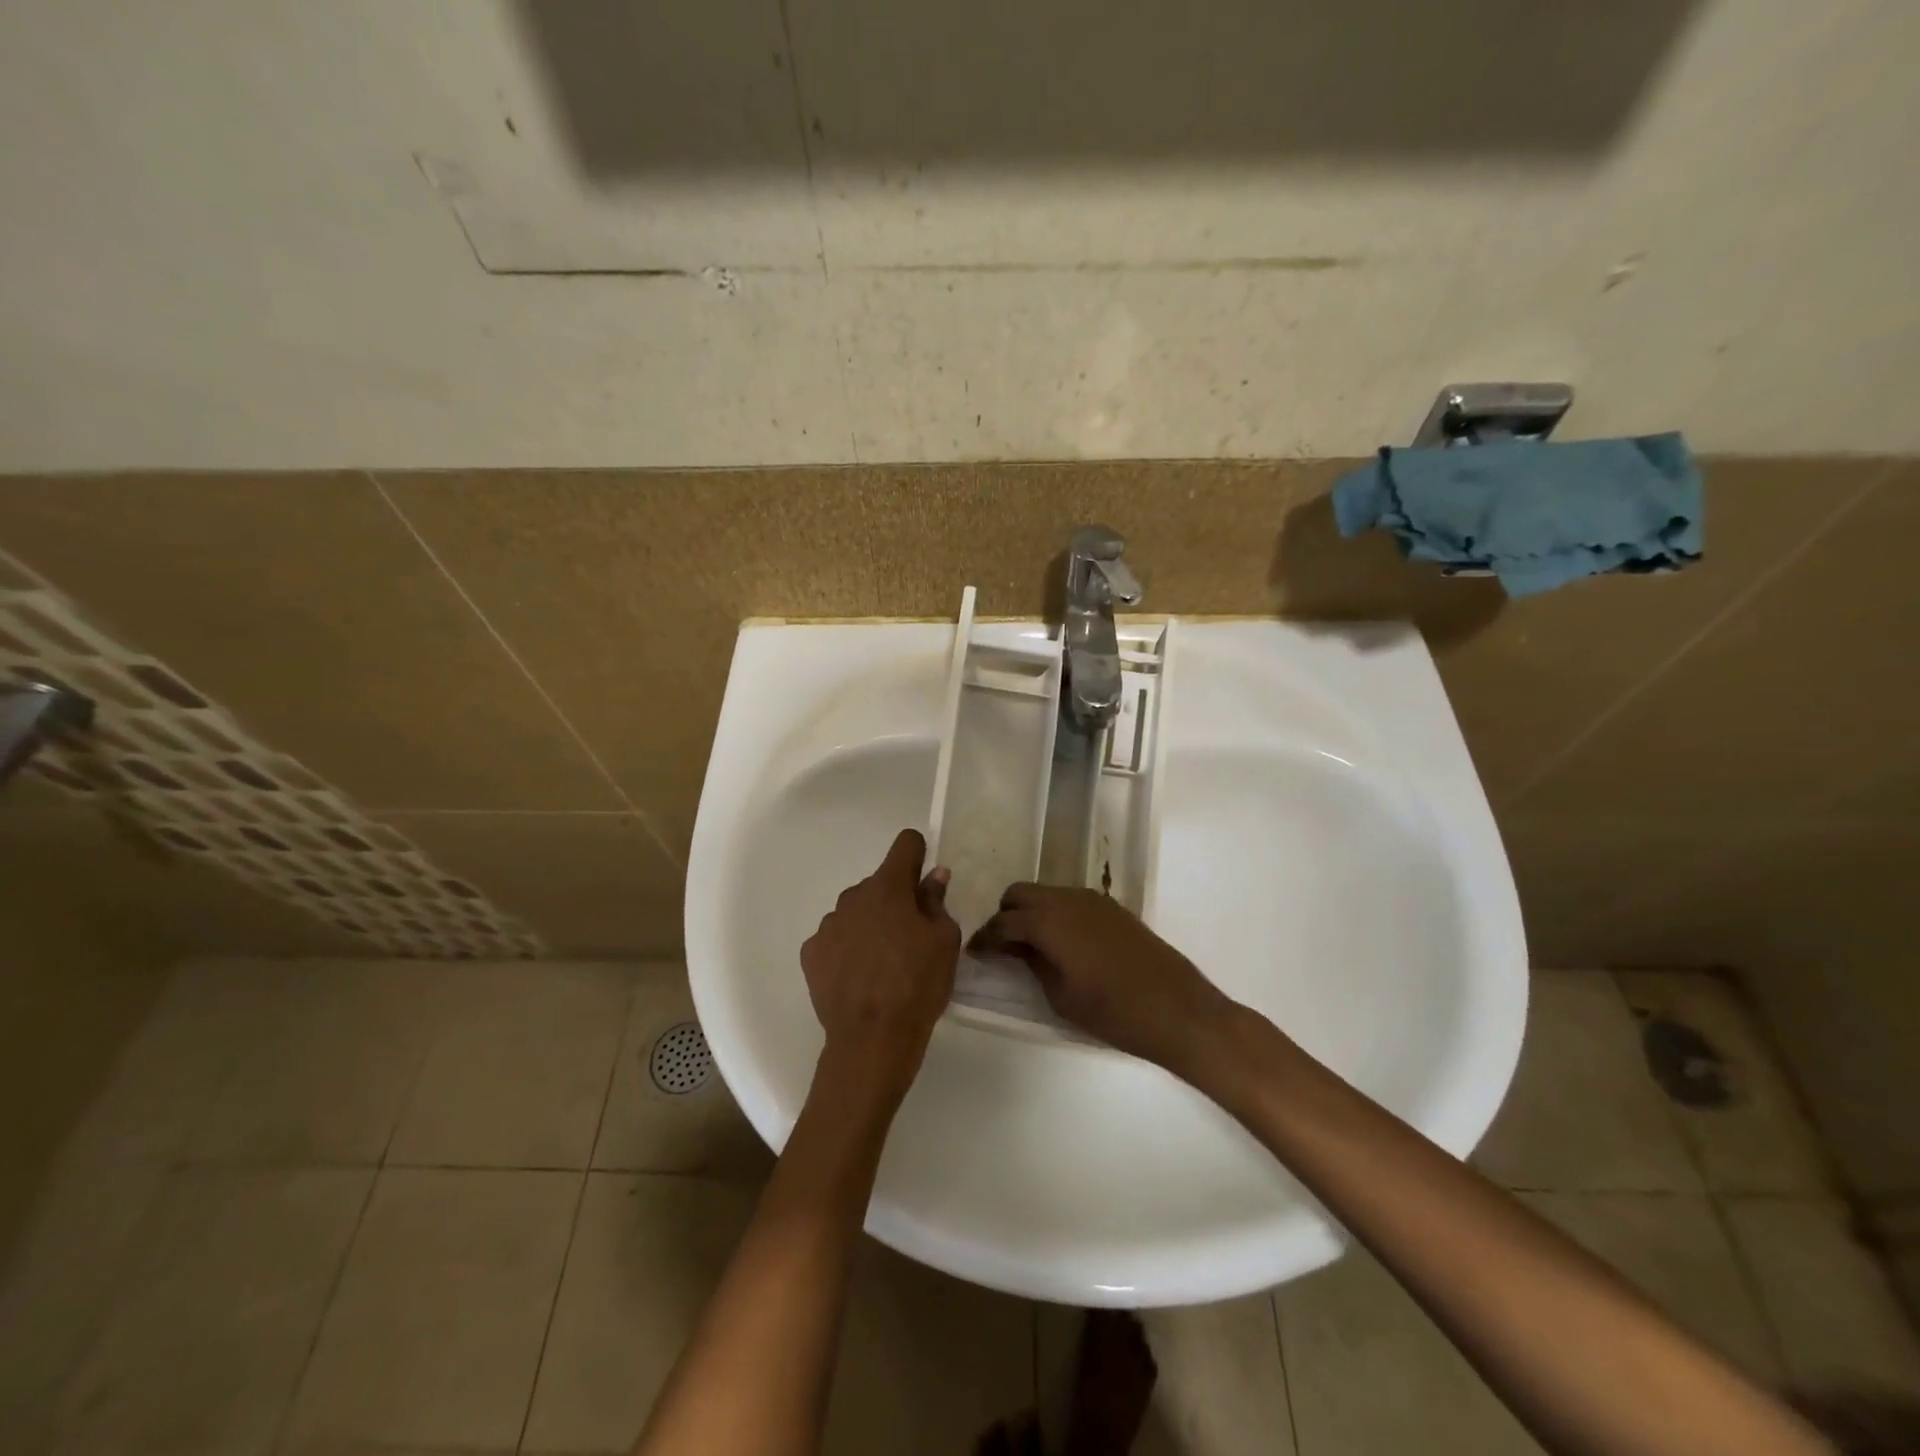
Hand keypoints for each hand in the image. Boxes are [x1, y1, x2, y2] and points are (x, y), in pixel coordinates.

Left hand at [801, 829, 960, 1099]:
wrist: (872, 1039)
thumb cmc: (918, 984)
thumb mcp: (944, 941)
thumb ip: (936, 901)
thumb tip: (933, 875)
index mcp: (888, 887)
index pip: (905, 844)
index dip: (918, 853)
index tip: (924, 874)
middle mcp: (853, 896)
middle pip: (879, 884)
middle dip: (895, 899)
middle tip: (911, 936)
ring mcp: (828, 924)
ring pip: (856, 912)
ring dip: (870, 924)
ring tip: (883, 963)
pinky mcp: (811, 953)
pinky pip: (835, 938)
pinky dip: (847, 948)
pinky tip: (859, 976)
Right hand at [972, 884, 1236, 1070]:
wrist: (1179, 1010)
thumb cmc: (1114, 1012)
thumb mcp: (1062, 996)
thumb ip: (1033, 964)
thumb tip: (1017, 948)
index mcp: (1049, 920)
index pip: (1003, 922)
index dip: (984, 938)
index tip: (973, 952)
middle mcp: (1067, 899)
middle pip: (1020, 893)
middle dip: (1005, 916)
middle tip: (1002, 947)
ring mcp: (1093, 900)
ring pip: (1046, 893)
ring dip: (1031, 912)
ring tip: (1029, 947)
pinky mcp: (1112, 908)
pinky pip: (1070, 901)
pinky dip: (1055, 914)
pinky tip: (1061, 944)